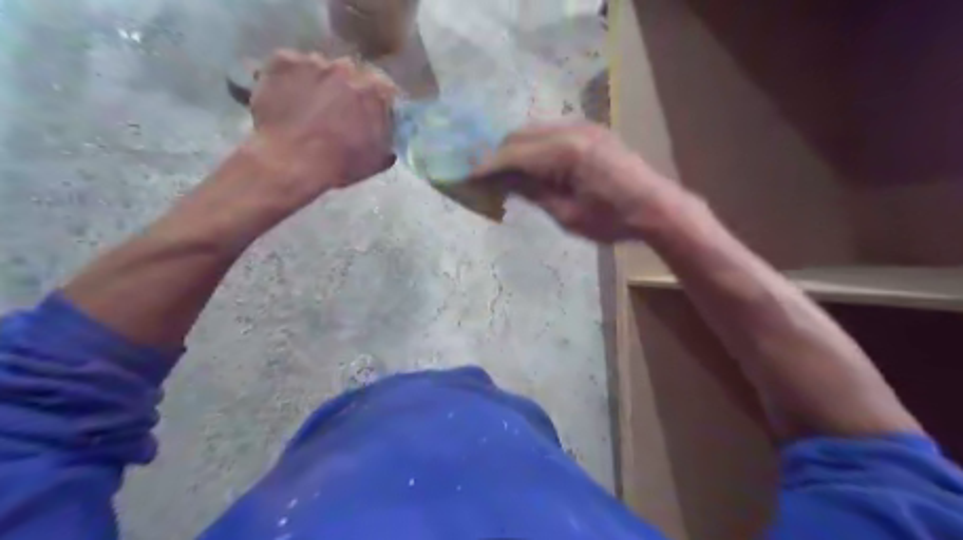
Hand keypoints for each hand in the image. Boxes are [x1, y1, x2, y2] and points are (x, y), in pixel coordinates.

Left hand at [247, 48, 402, 208]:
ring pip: (321, 68)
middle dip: (349, 90)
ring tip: (310, 107)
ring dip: (321, 84)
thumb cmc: (339, 164)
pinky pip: (291, 66)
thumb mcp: (377, 161)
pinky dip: (291, 79)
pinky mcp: (283, 61)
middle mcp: (348, 68)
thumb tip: (387, 139)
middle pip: (353, 74)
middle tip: (339, 111)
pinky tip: (287, 99)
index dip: (378, 103)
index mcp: (377, 91)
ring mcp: (314, 61)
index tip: (372, 115)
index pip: (386, 88)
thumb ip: (387, 142)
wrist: (290, 161)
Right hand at [468, 122, 687, 242]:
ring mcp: (583, 126)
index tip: (468, 176)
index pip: (513, 154)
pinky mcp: (591, 130)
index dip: (487, 166)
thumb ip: (534, 193)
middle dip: (498, 154)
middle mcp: (571, 130)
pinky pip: (551, 131)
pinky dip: (535, 145)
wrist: (656, 207)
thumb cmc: (612, 220)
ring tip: (506, 173)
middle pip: (520, 134)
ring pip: (534, 129)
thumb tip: (505, 182)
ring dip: (516, 148)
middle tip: (485, 176)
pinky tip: (533, 164)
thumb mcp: (567, 215)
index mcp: (564, 153)